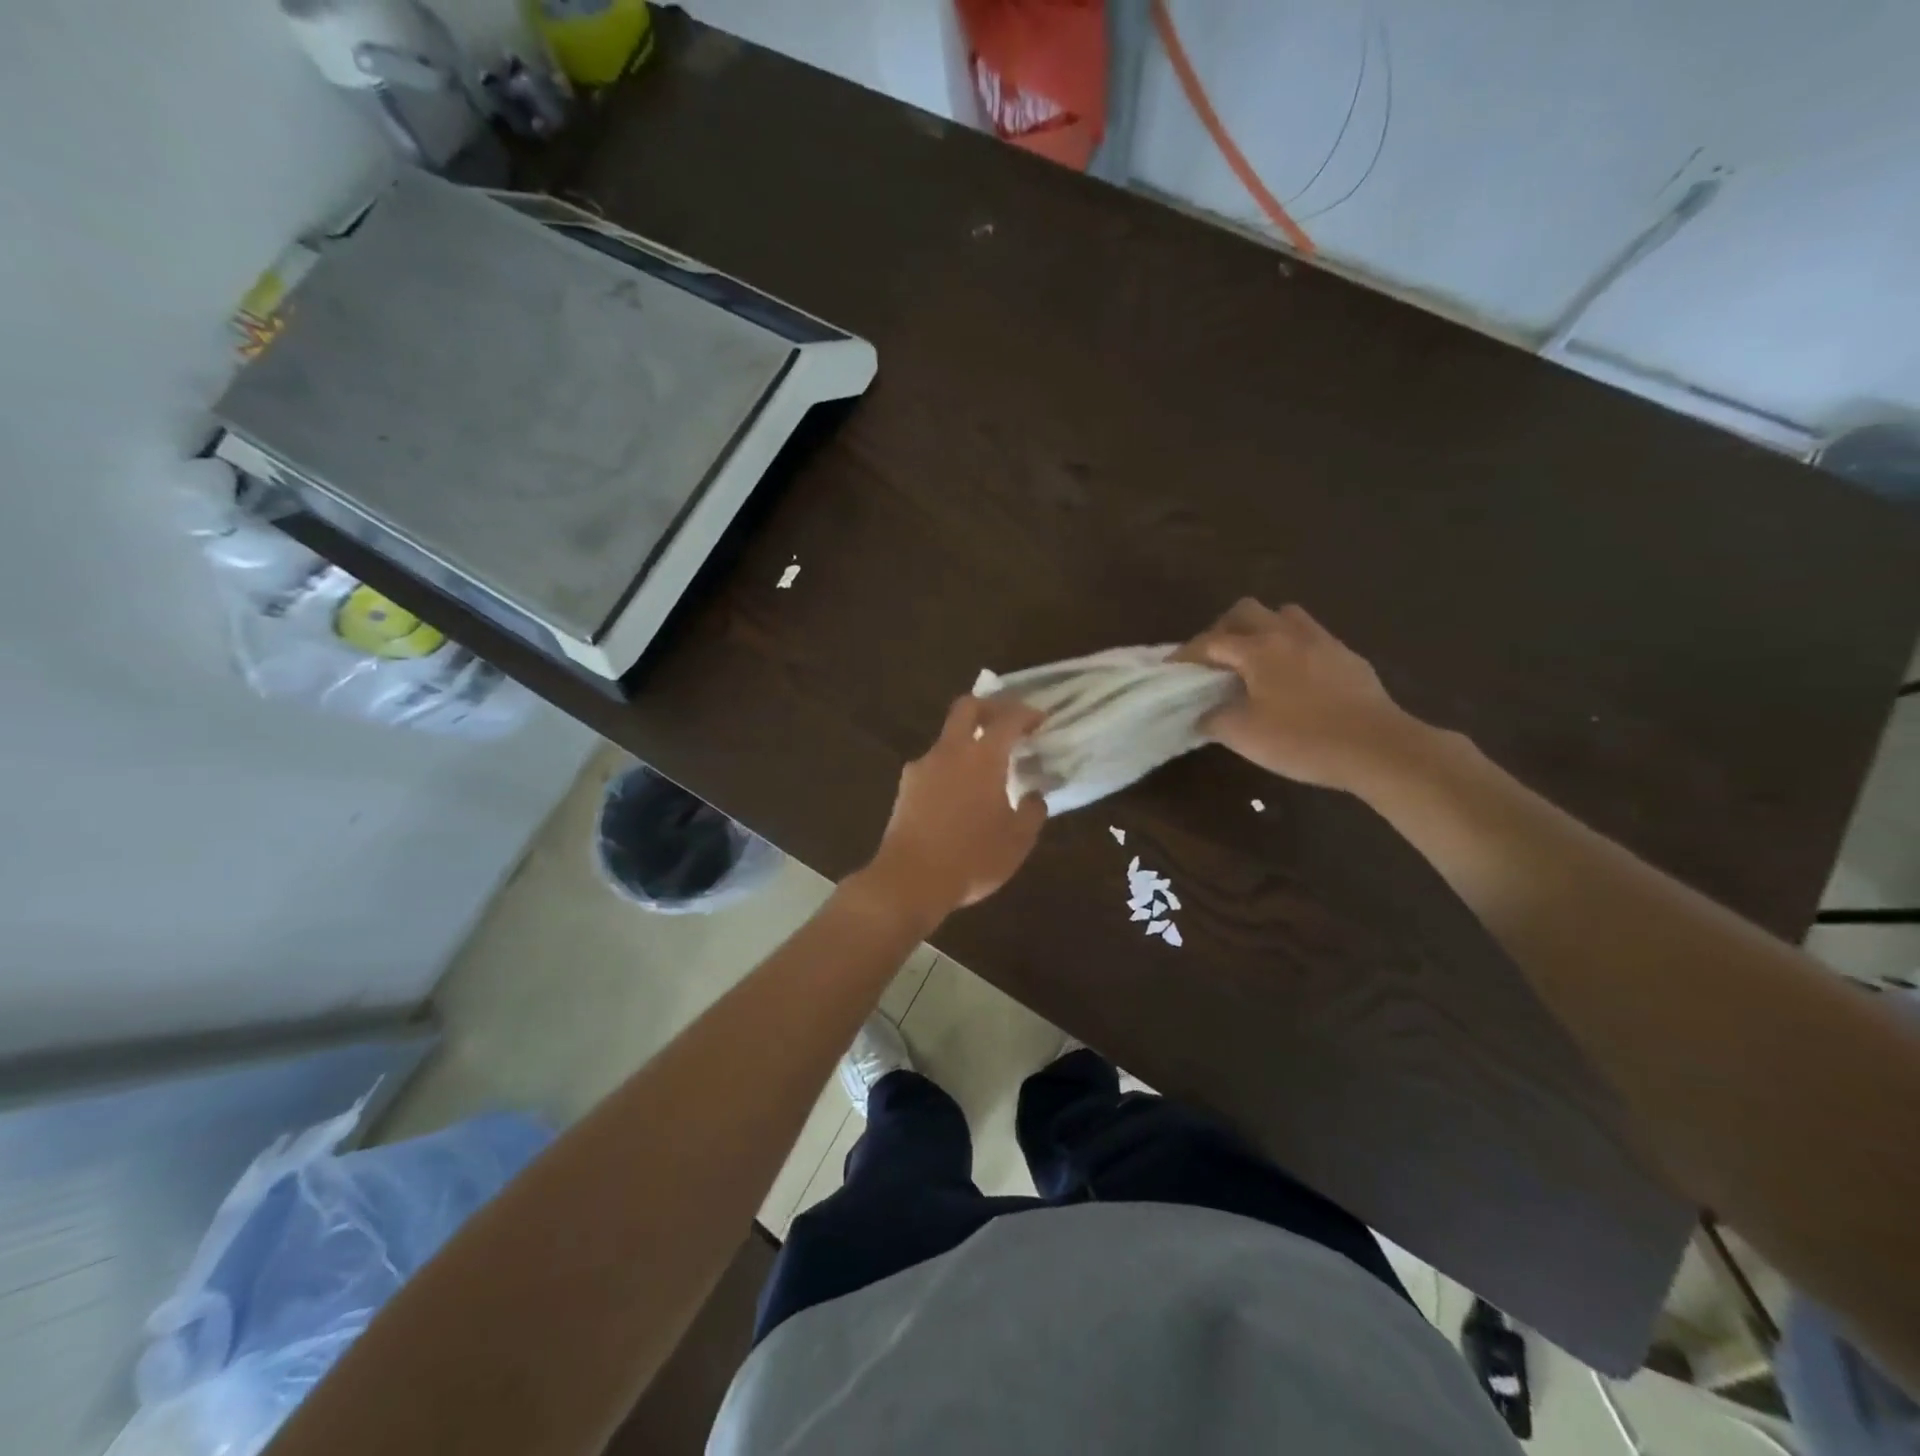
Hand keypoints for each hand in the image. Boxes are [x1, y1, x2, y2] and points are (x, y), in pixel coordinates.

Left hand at [860, 693, 1048, 926]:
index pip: (1007, 719)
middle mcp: (949, 751)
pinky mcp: (905, 787)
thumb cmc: (971, 858)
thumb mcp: (1017, 841)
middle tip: (1008, 722)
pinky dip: (951, 768)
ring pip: (948, 739)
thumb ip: (1031, 811)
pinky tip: (960, 796)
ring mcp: (922, 767)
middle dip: (990, 707)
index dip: (1026, 714)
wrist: (910, 880)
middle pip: (967, 708)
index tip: (1039, 719)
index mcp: (982, 757)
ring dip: (968, 742)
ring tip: (986, 770)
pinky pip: (934, 766)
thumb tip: (1034, 796)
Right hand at [1181, 599, 1418, 790]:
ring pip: (1283, 616)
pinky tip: (1292, 679)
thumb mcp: (1243, 735)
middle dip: (1223, 630)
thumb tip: (1203, 713)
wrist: (1377, 748)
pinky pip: (1310, 638)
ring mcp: (1322, 641)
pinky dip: (1291, 648)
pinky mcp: (1347, 657)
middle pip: (1246, 611)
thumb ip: (1214, 719)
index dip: (1186, 654)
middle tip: (1214, 659)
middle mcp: (1288, 634)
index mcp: (1258, 649)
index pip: (1211, 641)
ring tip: (1254, 661)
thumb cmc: (1302, 739)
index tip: (1170, 668)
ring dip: (1262, 630)